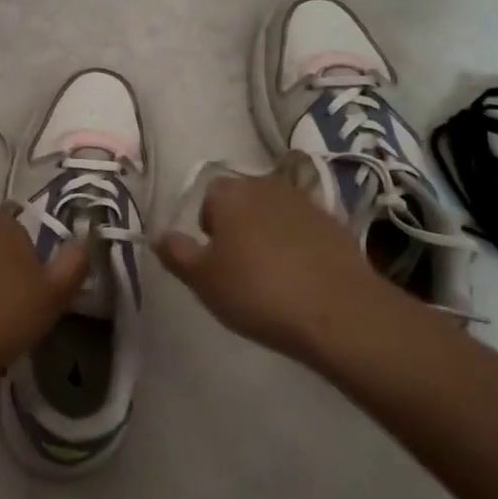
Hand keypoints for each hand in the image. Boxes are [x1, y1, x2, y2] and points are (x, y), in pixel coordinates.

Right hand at [155, 164, 422, 370]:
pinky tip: (303, 279)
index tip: (215, 259)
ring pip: (275, 214)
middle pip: (244, 201)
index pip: (209, 197)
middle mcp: (268, 186)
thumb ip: (176, 253)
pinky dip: (300, 247)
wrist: (339, 312)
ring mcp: (307, 203)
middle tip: (239, 268)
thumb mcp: (202, 279)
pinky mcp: (337, 225)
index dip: (208, 227)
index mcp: (231, 193)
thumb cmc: (257, 292)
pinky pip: (305, 231)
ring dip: (270, 235)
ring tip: (272, 276)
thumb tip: (158, 235)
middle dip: (239, 227)